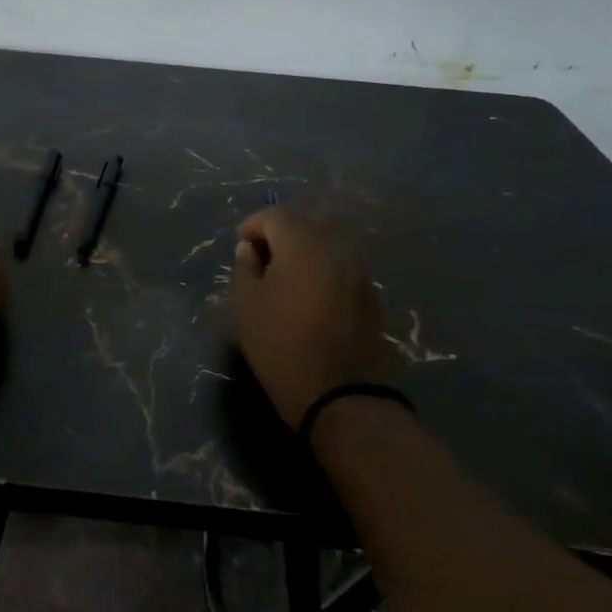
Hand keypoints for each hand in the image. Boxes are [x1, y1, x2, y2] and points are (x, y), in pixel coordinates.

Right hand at [231, 208, 395, 429]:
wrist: (343, 396)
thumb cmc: (282, 346)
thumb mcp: (246, 306)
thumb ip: (244, 268)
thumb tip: (251, 250)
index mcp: (303, 244)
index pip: (275, 216)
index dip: (253, 225)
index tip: (240, 245)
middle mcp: (336, 248)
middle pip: (304, 226)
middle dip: (279, 236)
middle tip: (259, 260)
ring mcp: (358, 272)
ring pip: (324, 248)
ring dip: (302, 255)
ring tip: (283, 281)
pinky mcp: (371, 297)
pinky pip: (339, 270)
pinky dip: (321, 273)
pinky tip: (309, 299)